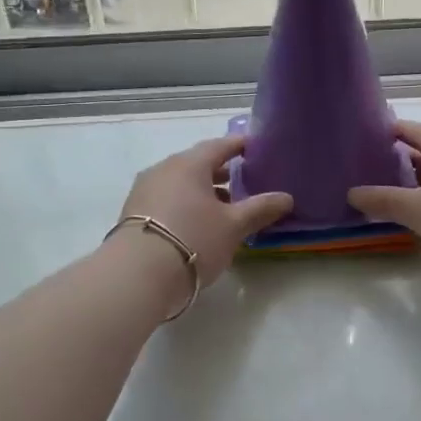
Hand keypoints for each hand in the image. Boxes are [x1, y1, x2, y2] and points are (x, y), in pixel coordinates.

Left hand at [114, 135, 292, 285]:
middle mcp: (164, 169)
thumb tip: (286, 197)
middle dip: (222, 172)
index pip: (220, 145)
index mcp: (190, 163)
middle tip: (244, 181)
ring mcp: (145, 190)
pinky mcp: (134, 212)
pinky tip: (198, 223)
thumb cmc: (193, 239)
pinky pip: (167, 198)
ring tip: (225, 208)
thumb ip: (260, 208)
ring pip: (181, 182)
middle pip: (198, 163)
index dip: (240, 145)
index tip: (255, 147)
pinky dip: (185, 203)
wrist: (137, 274)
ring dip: (203, 191)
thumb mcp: (233, 226)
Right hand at [349, 120, 420, 297]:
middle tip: (369, 168)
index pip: (420, 131)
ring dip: (418, 187)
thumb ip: (384, 200)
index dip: (394, 131)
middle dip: (402, 162)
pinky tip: (417, 219)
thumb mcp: (419, 209)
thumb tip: (352, 193)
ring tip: (387, 194)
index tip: (368, 133)